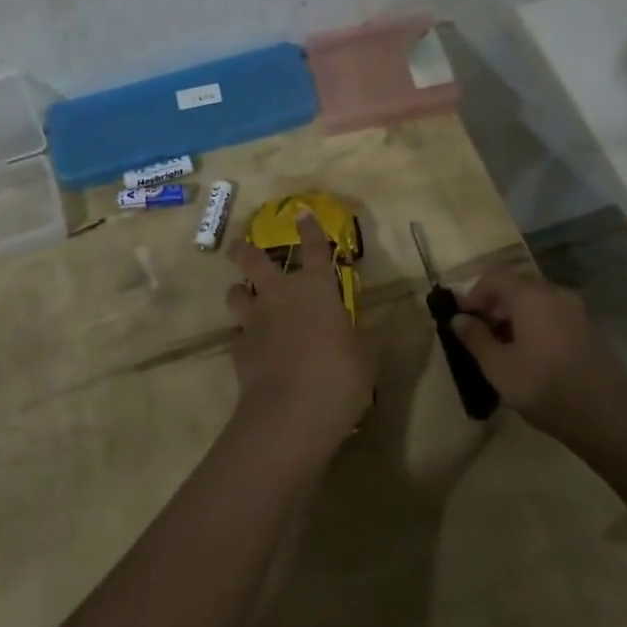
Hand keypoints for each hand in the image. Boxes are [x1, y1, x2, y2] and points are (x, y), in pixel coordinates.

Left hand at [224, 215, 374, 470]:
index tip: (301, 212)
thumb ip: (372, 337)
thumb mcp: (368, 358)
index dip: (309, 229)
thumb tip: (390, 322)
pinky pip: (236, 334)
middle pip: (253, 261)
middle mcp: (281, 296)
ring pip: (236, 293)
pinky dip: (242, 336)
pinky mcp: (238, 349)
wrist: (290, 413)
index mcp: (317, 290)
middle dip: (244, 250)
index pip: (315, 249)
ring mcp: (255, 321)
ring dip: (239, 292)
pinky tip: (249, 345)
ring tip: (243, 297)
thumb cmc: (338, 377)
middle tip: (238, 246)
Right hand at [448, 267, 626, 441]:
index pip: (495, 276)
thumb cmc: (545, 387)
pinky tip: (532, 356)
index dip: (474, 293)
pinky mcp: (591, 330)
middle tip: (480, 333)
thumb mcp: (498, 367)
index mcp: (530, 296)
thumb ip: (475, 338)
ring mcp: (578, 311)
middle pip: (517, 286)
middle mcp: (555, 294)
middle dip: (494, 305)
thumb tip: (459, 319)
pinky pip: (555, 316)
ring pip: (537, 302)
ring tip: (503, 348)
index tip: (462, 318)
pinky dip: (536, 325)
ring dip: (515, 316)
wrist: (610, 418)